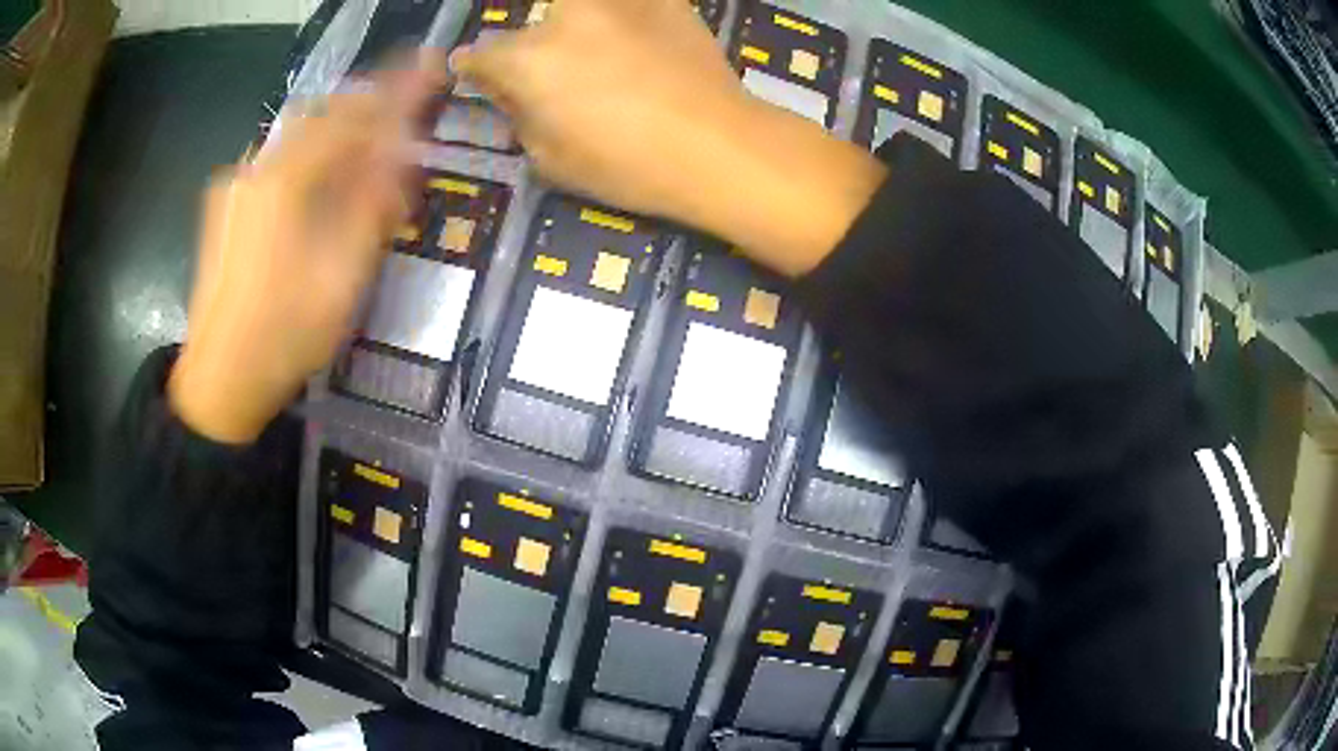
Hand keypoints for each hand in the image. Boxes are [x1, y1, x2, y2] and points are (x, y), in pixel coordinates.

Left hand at [169, 52, 449, 443]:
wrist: (220, 380)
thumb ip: (373, 202)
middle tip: (392, 127)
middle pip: (317, 115)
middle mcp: (255, 169)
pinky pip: (273, 162)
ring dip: (331, 136)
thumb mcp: (344, 273)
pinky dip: (305, 160)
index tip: (431, 64)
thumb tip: (400, 152)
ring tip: (357, 163)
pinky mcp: (224, 206)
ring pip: (293, 138)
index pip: (350, 114)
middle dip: (359, 110)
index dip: (395, 88)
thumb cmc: (286, 334)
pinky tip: (314, 193)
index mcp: (284, 182)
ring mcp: (234, 186)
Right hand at [454, 0, 885, 275]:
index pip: (479, 54)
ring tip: (601, 59)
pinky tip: (638, 43)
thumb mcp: (549, 158)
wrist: (718, 145)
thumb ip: (519, 114)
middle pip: (529, 26)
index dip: (475, 69)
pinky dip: (622, 18)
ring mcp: (615, 0)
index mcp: (527, 59)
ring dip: (574, 26)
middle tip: (554, 75)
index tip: (480, 75)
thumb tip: (510, 90)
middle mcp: (564, 15)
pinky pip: (625, 5)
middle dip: (529, 49)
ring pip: (574, 7)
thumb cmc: (627, 165)